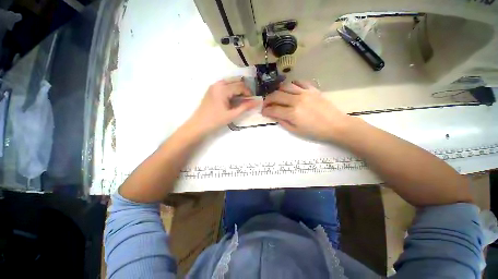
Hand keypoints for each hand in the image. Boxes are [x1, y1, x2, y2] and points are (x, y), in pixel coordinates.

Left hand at [187, 78, 259, 135]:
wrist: (199, 125)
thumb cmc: (216, 120)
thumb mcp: (232, 114)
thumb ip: (245, 107)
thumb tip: (257, 102)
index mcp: (223, 89)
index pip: (240, 86)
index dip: (248, 93)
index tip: (252, 100)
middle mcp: (218, 84)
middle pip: (235, 81)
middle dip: (243, 89)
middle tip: (248, 99)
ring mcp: (213, 86)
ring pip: (230, 82)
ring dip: (237, 88)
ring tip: (242, 99)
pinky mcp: (211, 90)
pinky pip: (224, 85)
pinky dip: (231, 89)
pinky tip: (233, 98)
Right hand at [262, 81, 350, 141]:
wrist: (336, 125)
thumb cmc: (315, 132)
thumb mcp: (296, 131)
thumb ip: (283, 122)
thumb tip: (273, 115)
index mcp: (292, 113)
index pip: (273, 109)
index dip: (265, 110)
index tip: (263, 112)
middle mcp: (296, 100)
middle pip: (276, 95)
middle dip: (267, 100)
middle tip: (266, 104)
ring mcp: (305, 92)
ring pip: (285, 86)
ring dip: (277, 91)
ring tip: (276, 96)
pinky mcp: (312, 89)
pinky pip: (299, 82)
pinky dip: (292, 85)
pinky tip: (290, 90)